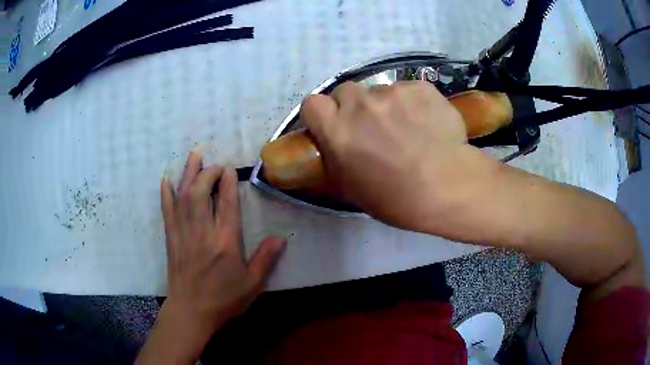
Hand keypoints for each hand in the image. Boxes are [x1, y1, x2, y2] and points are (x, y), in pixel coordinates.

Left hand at [138, 152, 285, 363]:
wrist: (191, 312)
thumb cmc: (223, 299)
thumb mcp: (252, 284)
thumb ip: (265, 259)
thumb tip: (281, 238)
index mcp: (226, 242)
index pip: (226, 203)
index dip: (227, 182)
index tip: (230, 169)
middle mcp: (203, 231)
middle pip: (201, 192)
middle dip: (207, 172)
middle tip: (215, 165)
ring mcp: (184, 233)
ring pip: (184, 196)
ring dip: (188, 173)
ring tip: (194, 155)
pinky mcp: (171, 238)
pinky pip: (167, 210)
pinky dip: (166, 193)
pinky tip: (166, 179)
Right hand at [301, 81, 500, 234]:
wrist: (448, 187)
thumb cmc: (397, 198)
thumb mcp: (352, 188)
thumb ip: (336, 157)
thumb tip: (334, 143)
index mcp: (338, 131)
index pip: (312, 103)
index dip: (322, 113)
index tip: (333, 124)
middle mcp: (360, 105)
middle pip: (345, 91)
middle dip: (353, 106)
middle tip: (372, 127)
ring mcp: (393, 92)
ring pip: (380, 91)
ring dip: (387, 105)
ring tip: (409, 128)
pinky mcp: (421, 87)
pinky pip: (408, 90)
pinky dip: (413, 103)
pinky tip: (427, 123)